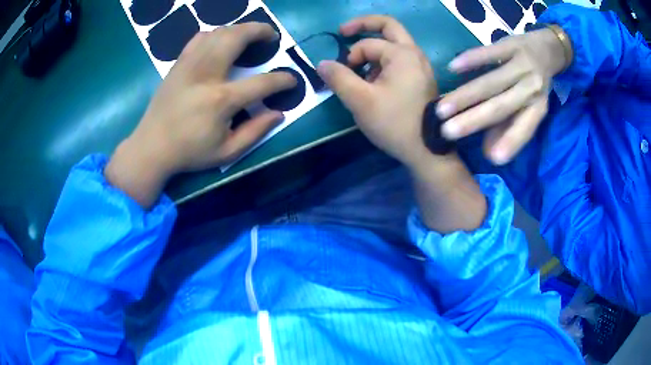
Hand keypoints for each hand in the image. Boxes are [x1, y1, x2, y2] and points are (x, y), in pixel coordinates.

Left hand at [105, 23, 296, 207]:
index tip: (292, 80)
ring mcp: (189, 65)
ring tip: (249, 35)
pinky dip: (215, 34)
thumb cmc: (189, 152)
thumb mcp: (227, 152)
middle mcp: (206, 74)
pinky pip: (199, 38)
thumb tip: (279, 113)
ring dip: (239, 29)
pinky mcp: (178, 64)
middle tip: (271, 36)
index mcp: (221, 100)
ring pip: (219, 32)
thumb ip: (256, 132)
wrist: (151, 147)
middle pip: (237, 37)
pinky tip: (220, 42)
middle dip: (260, 30)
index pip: (262, 82)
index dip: (283, 80)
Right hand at [316, 16, 437, 168]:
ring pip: (393, 43)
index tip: (343, 78)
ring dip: (373, 49)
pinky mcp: (421, 77)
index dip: (349, 59)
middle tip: (343, 32)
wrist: (426, 150)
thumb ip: (338, 78)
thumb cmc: (395, 123)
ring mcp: (421, 65)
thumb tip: (322, 63)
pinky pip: (399, 59)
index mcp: (402, 54)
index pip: (366, 45)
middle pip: (388, 26)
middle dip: (363, 25)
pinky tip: (375, 81)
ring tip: (360, 71)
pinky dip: (383, 61)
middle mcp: (415, 53)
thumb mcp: (360, 101)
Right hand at [437, 29, 567, 164]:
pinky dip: (472, 60)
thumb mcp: (529, 105)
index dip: (511, 142)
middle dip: (474, 119)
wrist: (548, 49)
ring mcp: (522, 64)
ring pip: (492, 82)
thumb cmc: (534, 83)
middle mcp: (532, 88)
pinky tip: (452, 68)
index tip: (493, 159)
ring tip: (442, 107)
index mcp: (539, 107)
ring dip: (466, 95)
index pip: (525, 127)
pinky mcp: (511, 44)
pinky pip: (490, 53)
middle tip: (447, 132)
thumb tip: (489, 153)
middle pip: (502, 106)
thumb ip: (510, 126)